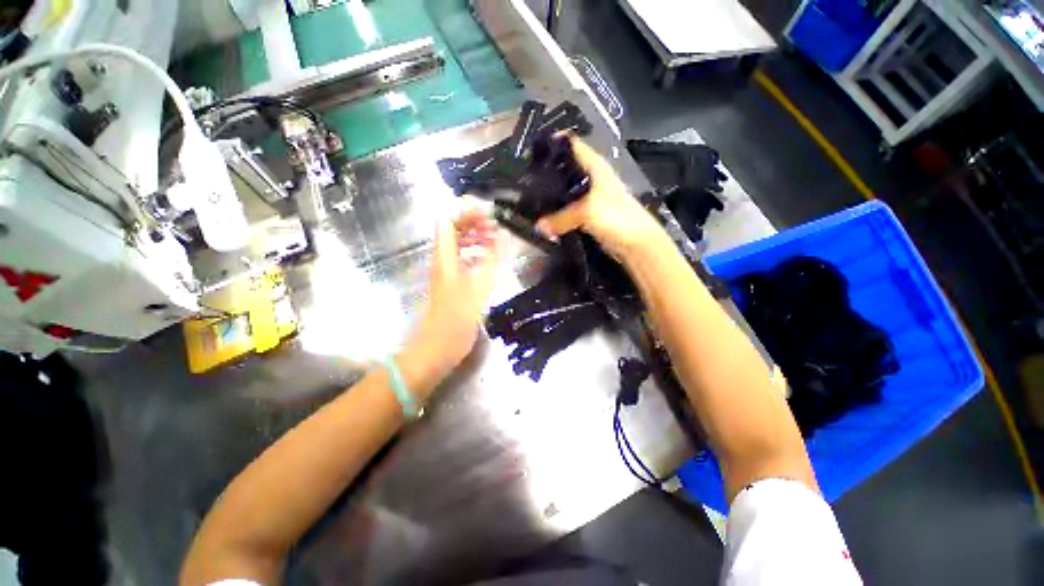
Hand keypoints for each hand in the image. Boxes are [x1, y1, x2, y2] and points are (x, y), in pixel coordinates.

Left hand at [409, 209, 499, 377]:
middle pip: (452, 229)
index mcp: (445, 257)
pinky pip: (463, 259)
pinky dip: (477, 254)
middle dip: (473, 221)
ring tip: (497, 238)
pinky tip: (491, 259)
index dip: (465, 210)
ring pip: (459, 244)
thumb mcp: (478, 288)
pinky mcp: (453, 284)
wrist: (437, 348)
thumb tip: (504, 236)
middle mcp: (443, 260)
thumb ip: (492, 260)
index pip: (448, 220)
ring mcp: (447, 272)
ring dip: (476, 237)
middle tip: (497, 223)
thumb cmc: (455, 320)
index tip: (489, 211)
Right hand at [534, 136, 668, 259]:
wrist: (636, 244)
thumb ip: (560, 218)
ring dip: (549, 196)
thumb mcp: (587, 212)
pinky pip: (566, 212)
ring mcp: (588, 198)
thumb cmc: (617, 218)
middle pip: (563, 169)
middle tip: (522, 179)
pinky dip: (555, 214)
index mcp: (594, 165)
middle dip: (545, 173)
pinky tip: (542, 217)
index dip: (551, 143)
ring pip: (564, 192)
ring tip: (527, 198)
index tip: (529, 150)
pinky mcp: (587, 216)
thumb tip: (537, 227)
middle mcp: (590, 177)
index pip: (570, 145)